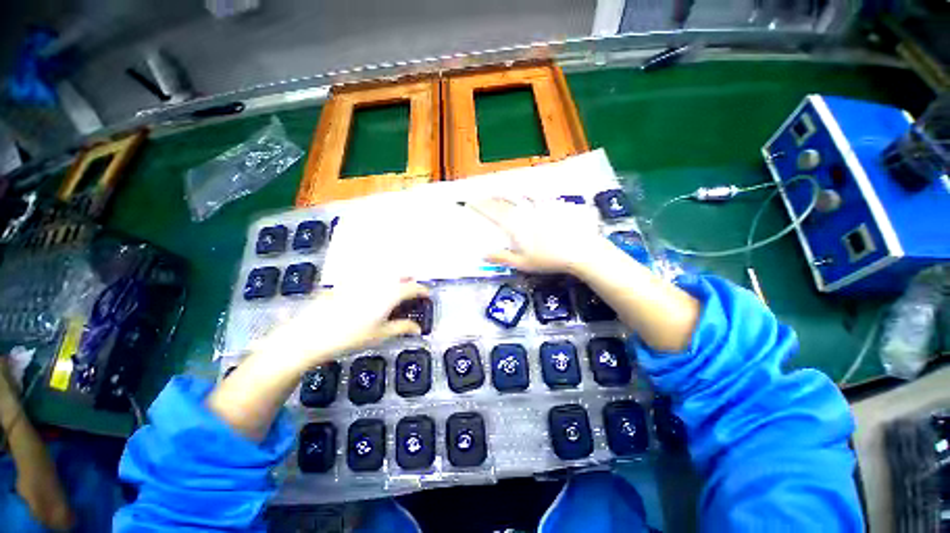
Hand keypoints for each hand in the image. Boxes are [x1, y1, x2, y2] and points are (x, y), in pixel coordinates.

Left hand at [254, 278, 428, 370]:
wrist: (311, 333)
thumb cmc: (351, 336)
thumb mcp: (380, 334)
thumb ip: (402, 328)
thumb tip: (419, 329)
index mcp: (390, 293)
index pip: (413, 287)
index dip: (423, 290)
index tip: (427, 295)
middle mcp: (378, 282)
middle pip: (400, 274)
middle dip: (409, 280)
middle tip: (412, 289)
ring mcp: (361, 280)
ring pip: (384, 272)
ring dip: (394, 277)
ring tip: (395, 287)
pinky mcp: (347, 281)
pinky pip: (367, 274)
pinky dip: (375, 278)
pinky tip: (371, 287)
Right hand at [469, 197, 603, 273]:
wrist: (581, 250)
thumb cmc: (549, 259)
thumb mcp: (523, 263)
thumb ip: (502, 258)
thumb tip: (483, 254)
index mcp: (516, 225)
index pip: (494, 212)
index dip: (481, 206)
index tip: (470, 201)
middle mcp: (525, 212)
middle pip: (505, 201)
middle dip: (492, 197)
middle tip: (483, 195)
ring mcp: (540, 206)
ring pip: (520, 195)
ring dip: (508, 193)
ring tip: (501, 191)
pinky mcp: (554, 205)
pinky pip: (538, 196)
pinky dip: (528, 194)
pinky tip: (528, 194)